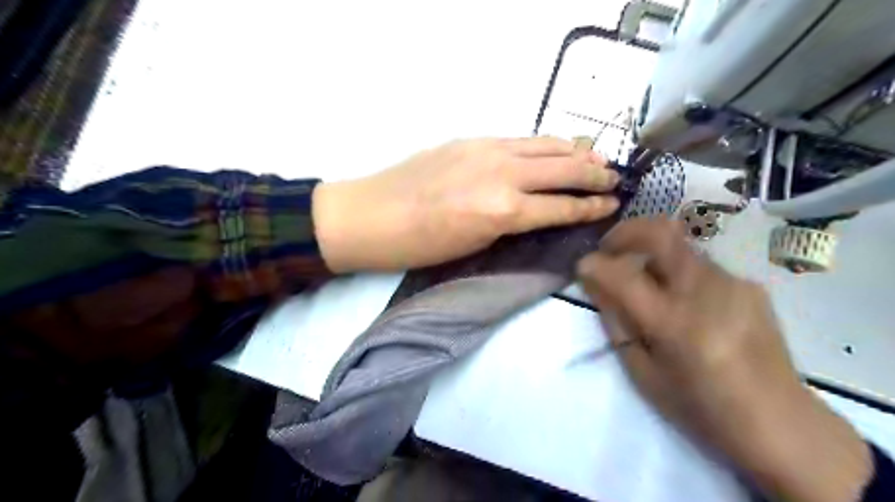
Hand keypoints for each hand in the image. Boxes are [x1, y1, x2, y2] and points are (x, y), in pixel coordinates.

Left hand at [312, 137, 615, 272]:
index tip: (612, 205)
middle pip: (564, 169)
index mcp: (503, 211)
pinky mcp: (471, 139)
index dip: (591, 207)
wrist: (371, 215)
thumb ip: (509, 223)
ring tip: (596, 158)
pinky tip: (553, 148)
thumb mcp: (474, 245)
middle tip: (615, 180)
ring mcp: (487, 150)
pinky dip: (544, 144)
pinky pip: (520, 139)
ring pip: (545, 145)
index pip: (561, 207)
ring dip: (576, 151)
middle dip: (595, 175)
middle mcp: (503, 174)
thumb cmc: (420, 245)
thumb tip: (536, 210)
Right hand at [576, 218, 870, 501]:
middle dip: (624, 232)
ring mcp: (733, 283)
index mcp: (673, 322)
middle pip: (660, 232)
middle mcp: (705, 291)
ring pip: (680, 245)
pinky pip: (701, 264)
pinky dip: (677, 270)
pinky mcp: (750, 285)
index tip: (581, 266)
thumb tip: (597, 287)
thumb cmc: (700, 406)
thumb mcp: (642, 373)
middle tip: (609, 248)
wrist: (779, 422)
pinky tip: (681, 298)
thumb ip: (617, 323)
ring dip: (651, 252)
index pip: (621, 276)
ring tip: (643, 278)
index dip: (593, 264)